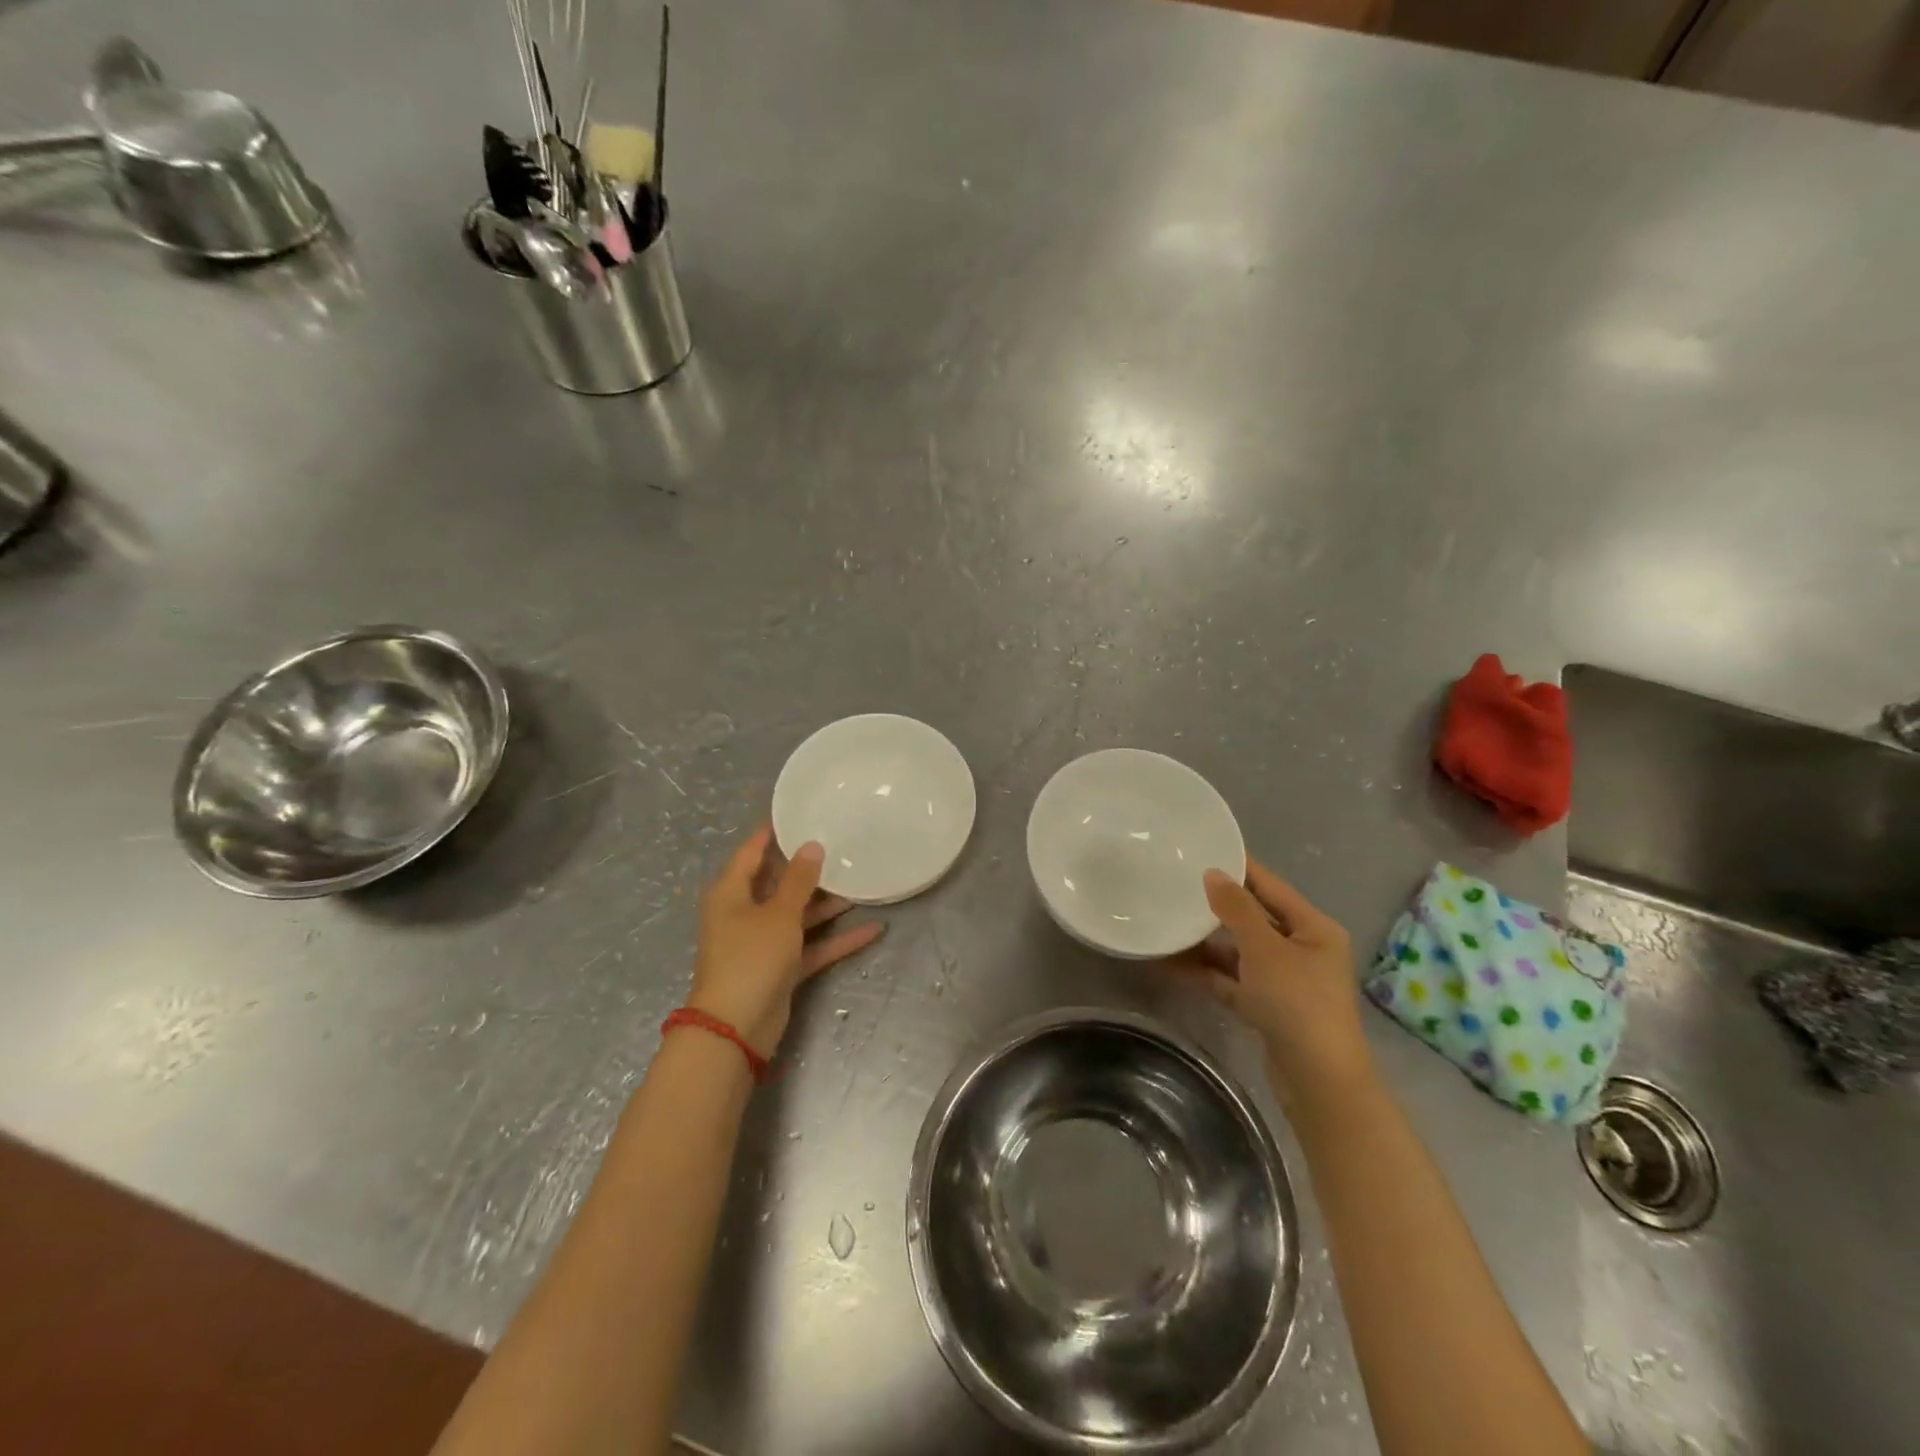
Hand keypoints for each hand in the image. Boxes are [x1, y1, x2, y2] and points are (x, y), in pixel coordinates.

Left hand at [689, 823, 884, 1056]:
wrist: (736, 1029)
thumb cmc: (751, 958)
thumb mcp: (778, 914)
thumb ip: (798, 880)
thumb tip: (812, 845)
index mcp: (731, 891)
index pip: (753, 850)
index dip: (775, 830)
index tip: (802, 810)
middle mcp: (744, 911)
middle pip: (779, 881)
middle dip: (811, 867)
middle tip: (843, 843)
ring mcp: (763, 941)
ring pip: (799, 913)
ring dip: (829, 903)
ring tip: (864, 881)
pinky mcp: (780, 967)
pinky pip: (811, 944)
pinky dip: (837, 938)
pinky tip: (873, 929)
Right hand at [1168, 858, 1372, 1107]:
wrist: (1317, 1081)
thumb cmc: (1297, 1002)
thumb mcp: (1264, 948)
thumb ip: (1236, 909)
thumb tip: (1212, 873)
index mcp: (1314, 928)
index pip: (1271, 886)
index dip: (1241, 867)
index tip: (1206, 847)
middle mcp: (1303, 949)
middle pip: (1254, 918)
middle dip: (1217, 906)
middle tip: (1178, 883)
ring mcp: (1285, 981)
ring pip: (1240, 951)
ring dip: (1207, 942)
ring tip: (1168, 923)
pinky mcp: (1268, 1007)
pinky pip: (1232, 979)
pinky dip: (1208, 972)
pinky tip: (1173, 962)